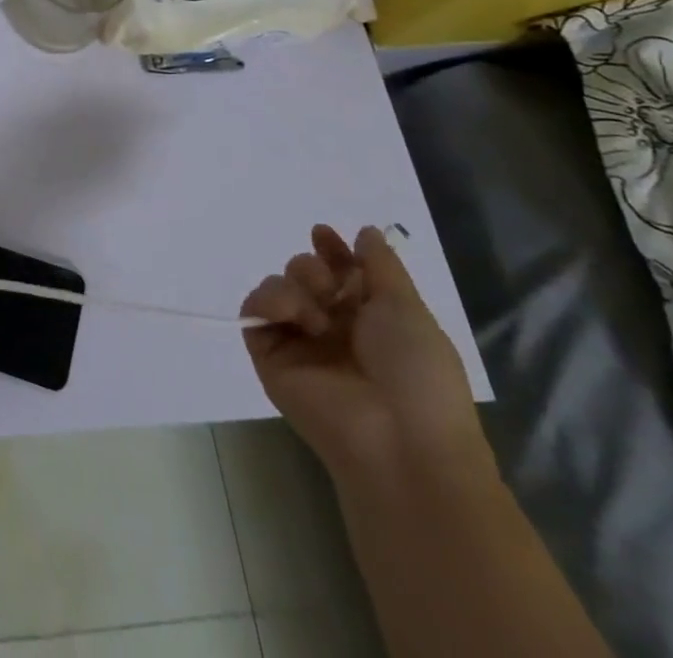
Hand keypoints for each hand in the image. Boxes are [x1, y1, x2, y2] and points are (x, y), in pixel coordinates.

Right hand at [242, 225, 486, 481]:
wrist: (399, 439)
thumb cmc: (417, 373)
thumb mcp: (408, 309)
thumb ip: (381, 265)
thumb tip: (365, 232)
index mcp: (368, 318)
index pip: (338, 270)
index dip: (330, 249)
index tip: (323, 233)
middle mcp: (331, 327)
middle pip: (304, 272)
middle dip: (313, 268)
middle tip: (330, 290)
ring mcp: (298, 341)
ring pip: (278, 285)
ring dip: (297, 285)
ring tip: (318, 316)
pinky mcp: (268, 355)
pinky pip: (254, 309)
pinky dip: (270, 302)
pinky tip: (296, 318)